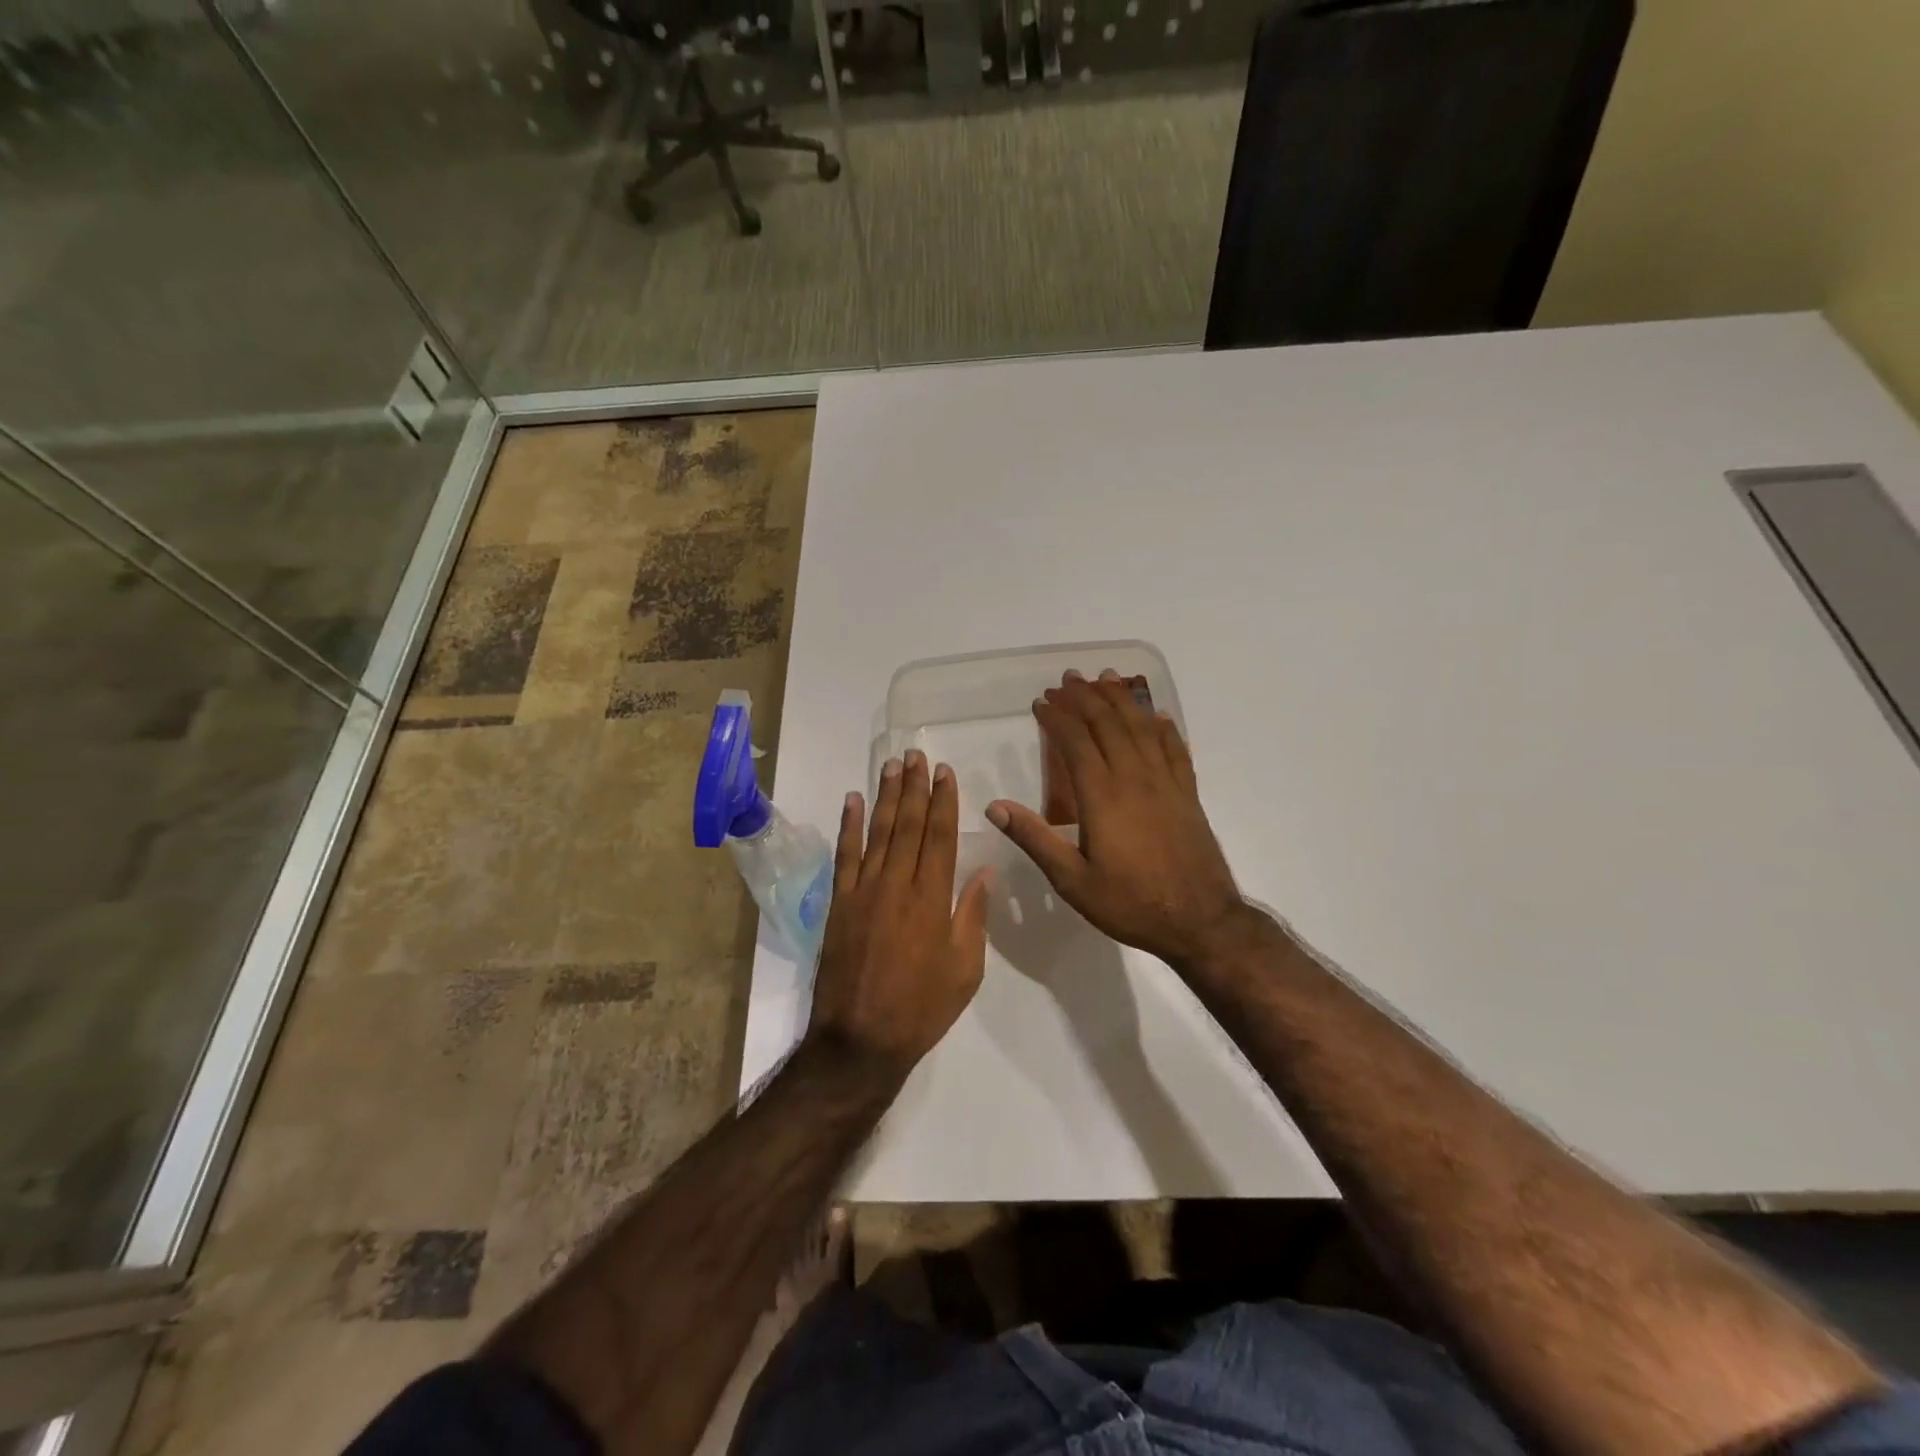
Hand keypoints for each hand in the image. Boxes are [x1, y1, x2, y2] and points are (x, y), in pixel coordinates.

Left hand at [807, 750, 990, 1078]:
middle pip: (908, 825)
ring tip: (892, 765)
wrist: (860, 1040)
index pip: (940, 836)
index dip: (944, 801)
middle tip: (917, 755)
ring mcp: (863, 891)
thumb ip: (972, 916)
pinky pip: (844, 856)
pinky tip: (852, 800)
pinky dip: (848, 826)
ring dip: (885, 796)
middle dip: (914, 787)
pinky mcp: (838, 904)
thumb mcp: (965, 969)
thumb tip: (983, 872)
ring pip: (877, 832)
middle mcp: (897, 884)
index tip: (945, 772)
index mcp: (932, 899)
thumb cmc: (922, 1008)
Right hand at [987, 670, 1245, 966]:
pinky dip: (1164, 727)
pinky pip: (1176, 749)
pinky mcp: (1188, 794)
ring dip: (1122, 699)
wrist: (1201, 922)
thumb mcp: (1072, 881)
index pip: (1076, 742)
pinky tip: (1158, 715)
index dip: (1057, 717)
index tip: (1041, 702)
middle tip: (1067, 680)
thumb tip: (994, 807)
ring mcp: (1166, 783)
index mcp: (1103, 797)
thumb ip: (1035, 839)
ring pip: (1142, 728)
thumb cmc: (1131, 904)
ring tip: (1106, 678)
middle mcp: (1135, 779)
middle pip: (1109, 724)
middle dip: (1085, 697)